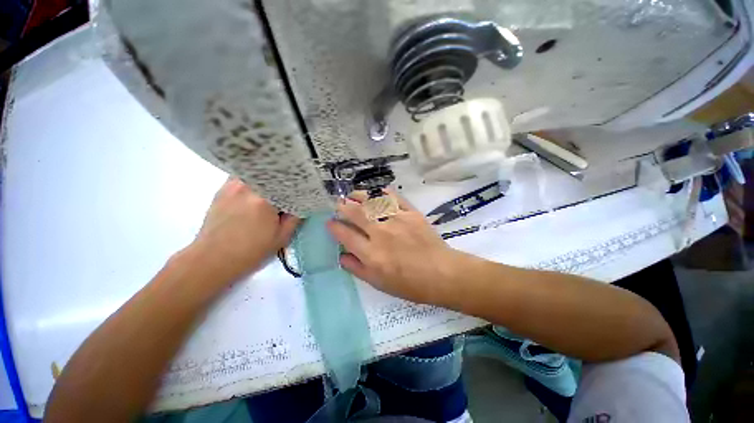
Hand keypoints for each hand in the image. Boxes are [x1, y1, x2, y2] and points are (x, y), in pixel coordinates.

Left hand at [189, 178, 299, 282]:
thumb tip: (302, 204)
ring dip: (269, 178)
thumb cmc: (250, 251)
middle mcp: (247, 187)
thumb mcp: (281, 237)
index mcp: (264, 200)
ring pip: (257, 173)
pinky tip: (258, 189)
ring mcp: (232, 186)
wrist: (213, 258)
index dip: (298, 185)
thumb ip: (295, 218)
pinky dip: (254, 179)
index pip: (288, 183)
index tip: (304, 190)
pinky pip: (244, 177)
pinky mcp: (223, 189)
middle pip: (272, 174)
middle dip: (285, 179)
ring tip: (276, 186)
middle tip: (293, 186)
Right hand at [327, 190, 459, 304]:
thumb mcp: (379, 283)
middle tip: (339, 203)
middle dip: (343, 206)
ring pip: (372, 201)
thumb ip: (358, 269)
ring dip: (359, 196)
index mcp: (372, 254)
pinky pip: (393, 198)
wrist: (442, 274)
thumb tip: (342, 256)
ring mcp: (397, 221)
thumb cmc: (410, 284)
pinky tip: (376, 191)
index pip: (345, 235)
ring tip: (353, 194)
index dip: (334, 227)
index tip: (330, 222)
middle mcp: (381, 234)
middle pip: (356, 213)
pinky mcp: (411, 213)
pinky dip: (382, 192)